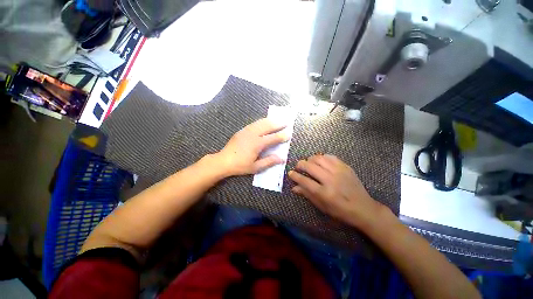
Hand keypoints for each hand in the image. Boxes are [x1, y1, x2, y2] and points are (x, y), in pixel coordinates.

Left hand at [215, 118, 288, 175]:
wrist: (223, 161)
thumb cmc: (240, 166)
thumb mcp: (255, 167)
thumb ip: (269, 161)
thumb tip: (281, 158)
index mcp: (257, 144)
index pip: (273, 138)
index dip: (281, 136)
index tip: (289, 133)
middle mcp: (253, 135)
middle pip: (268, 126)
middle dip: (278, 124)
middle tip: (286, 122)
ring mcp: (247, 131)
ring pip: (261, 122)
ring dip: (271, 120)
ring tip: (278, 119)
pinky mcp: (242, 130)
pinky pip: (254, 123)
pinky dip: (262, 121)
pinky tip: (265, 122)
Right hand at [288, 154, 387, 229]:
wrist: (363, 208)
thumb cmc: (340, 211)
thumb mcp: (322, 206)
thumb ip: (307, 194)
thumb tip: (294, 187)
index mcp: (324, 193)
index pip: (304, 181)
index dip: (295, 176)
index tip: (290, 173)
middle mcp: (330, 180)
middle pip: (310, 166)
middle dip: (300, 164)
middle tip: (298, 166)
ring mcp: (339, 172)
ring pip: (319, 158)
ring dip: (310, 159)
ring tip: (308, 163)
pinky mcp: (345, 167)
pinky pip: (330, 157)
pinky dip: (322, 157)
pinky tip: (320, 161)